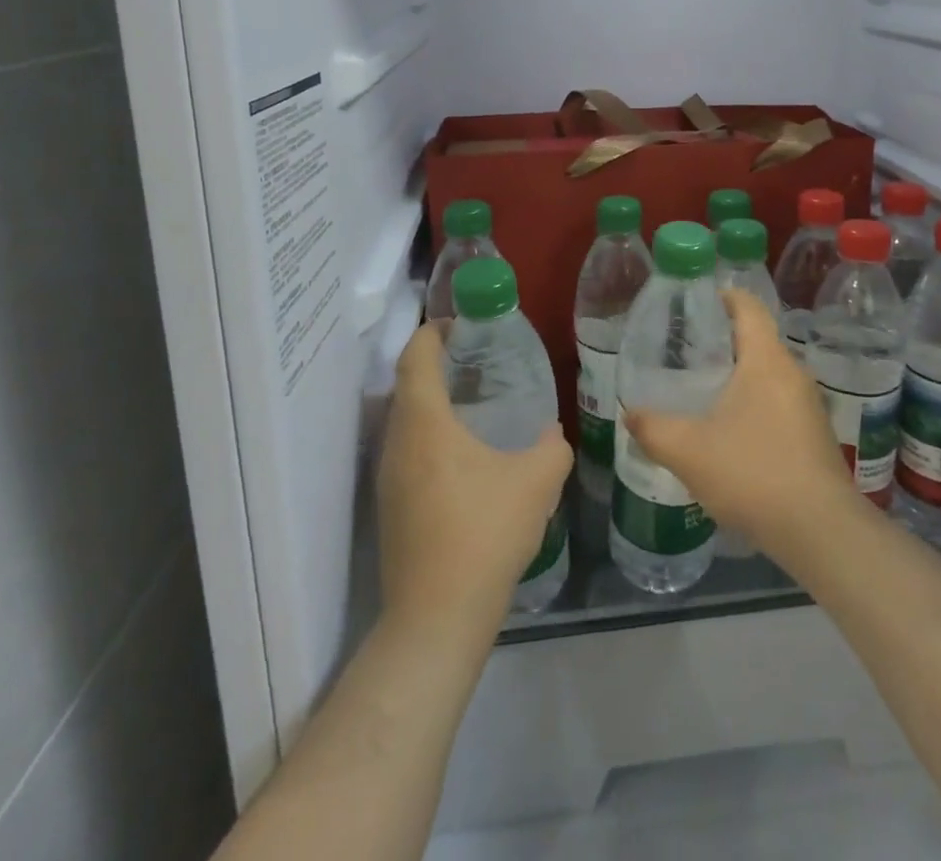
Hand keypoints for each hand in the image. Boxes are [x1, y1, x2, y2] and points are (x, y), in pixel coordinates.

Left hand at [377, 323, 572, 640]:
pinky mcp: (390, 507)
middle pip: (406, 385)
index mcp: (426, 423)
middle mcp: (398, 443)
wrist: (437, 617)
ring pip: (404, 420)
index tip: (460, 323)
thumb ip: (552, 448)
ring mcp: (388, 478)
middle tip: (475, 360)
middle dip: (435, 364)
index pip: (416, 357)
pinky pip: (406, 450)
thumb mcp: (537, 482)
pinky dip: (428, 434)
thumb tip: (552, 433)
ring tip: (473, 403)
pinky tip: (463, 456)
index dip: (433, 331)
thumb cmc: (486, 533)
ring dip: (431, 402)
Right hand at [624, 291, 858, 562]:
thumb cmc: (754, 474)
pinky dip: (752, 402)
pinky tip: (729, 430)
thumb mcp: (689, 451)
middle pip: (756, 339)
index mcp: (767, 360)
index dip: (722, 296)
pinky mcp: (814, 434)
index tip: (692, 302)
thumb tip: (629, 413)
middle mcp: (793, 372)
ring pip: (767, 373)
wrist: (821, 532)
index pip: (748, 306)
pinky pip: (777, 401)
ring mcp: (808, 405)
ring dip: (736, 375)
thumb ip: (653, 429)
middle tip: (682, 351)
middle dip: (721, 340)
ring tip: (700, 389)